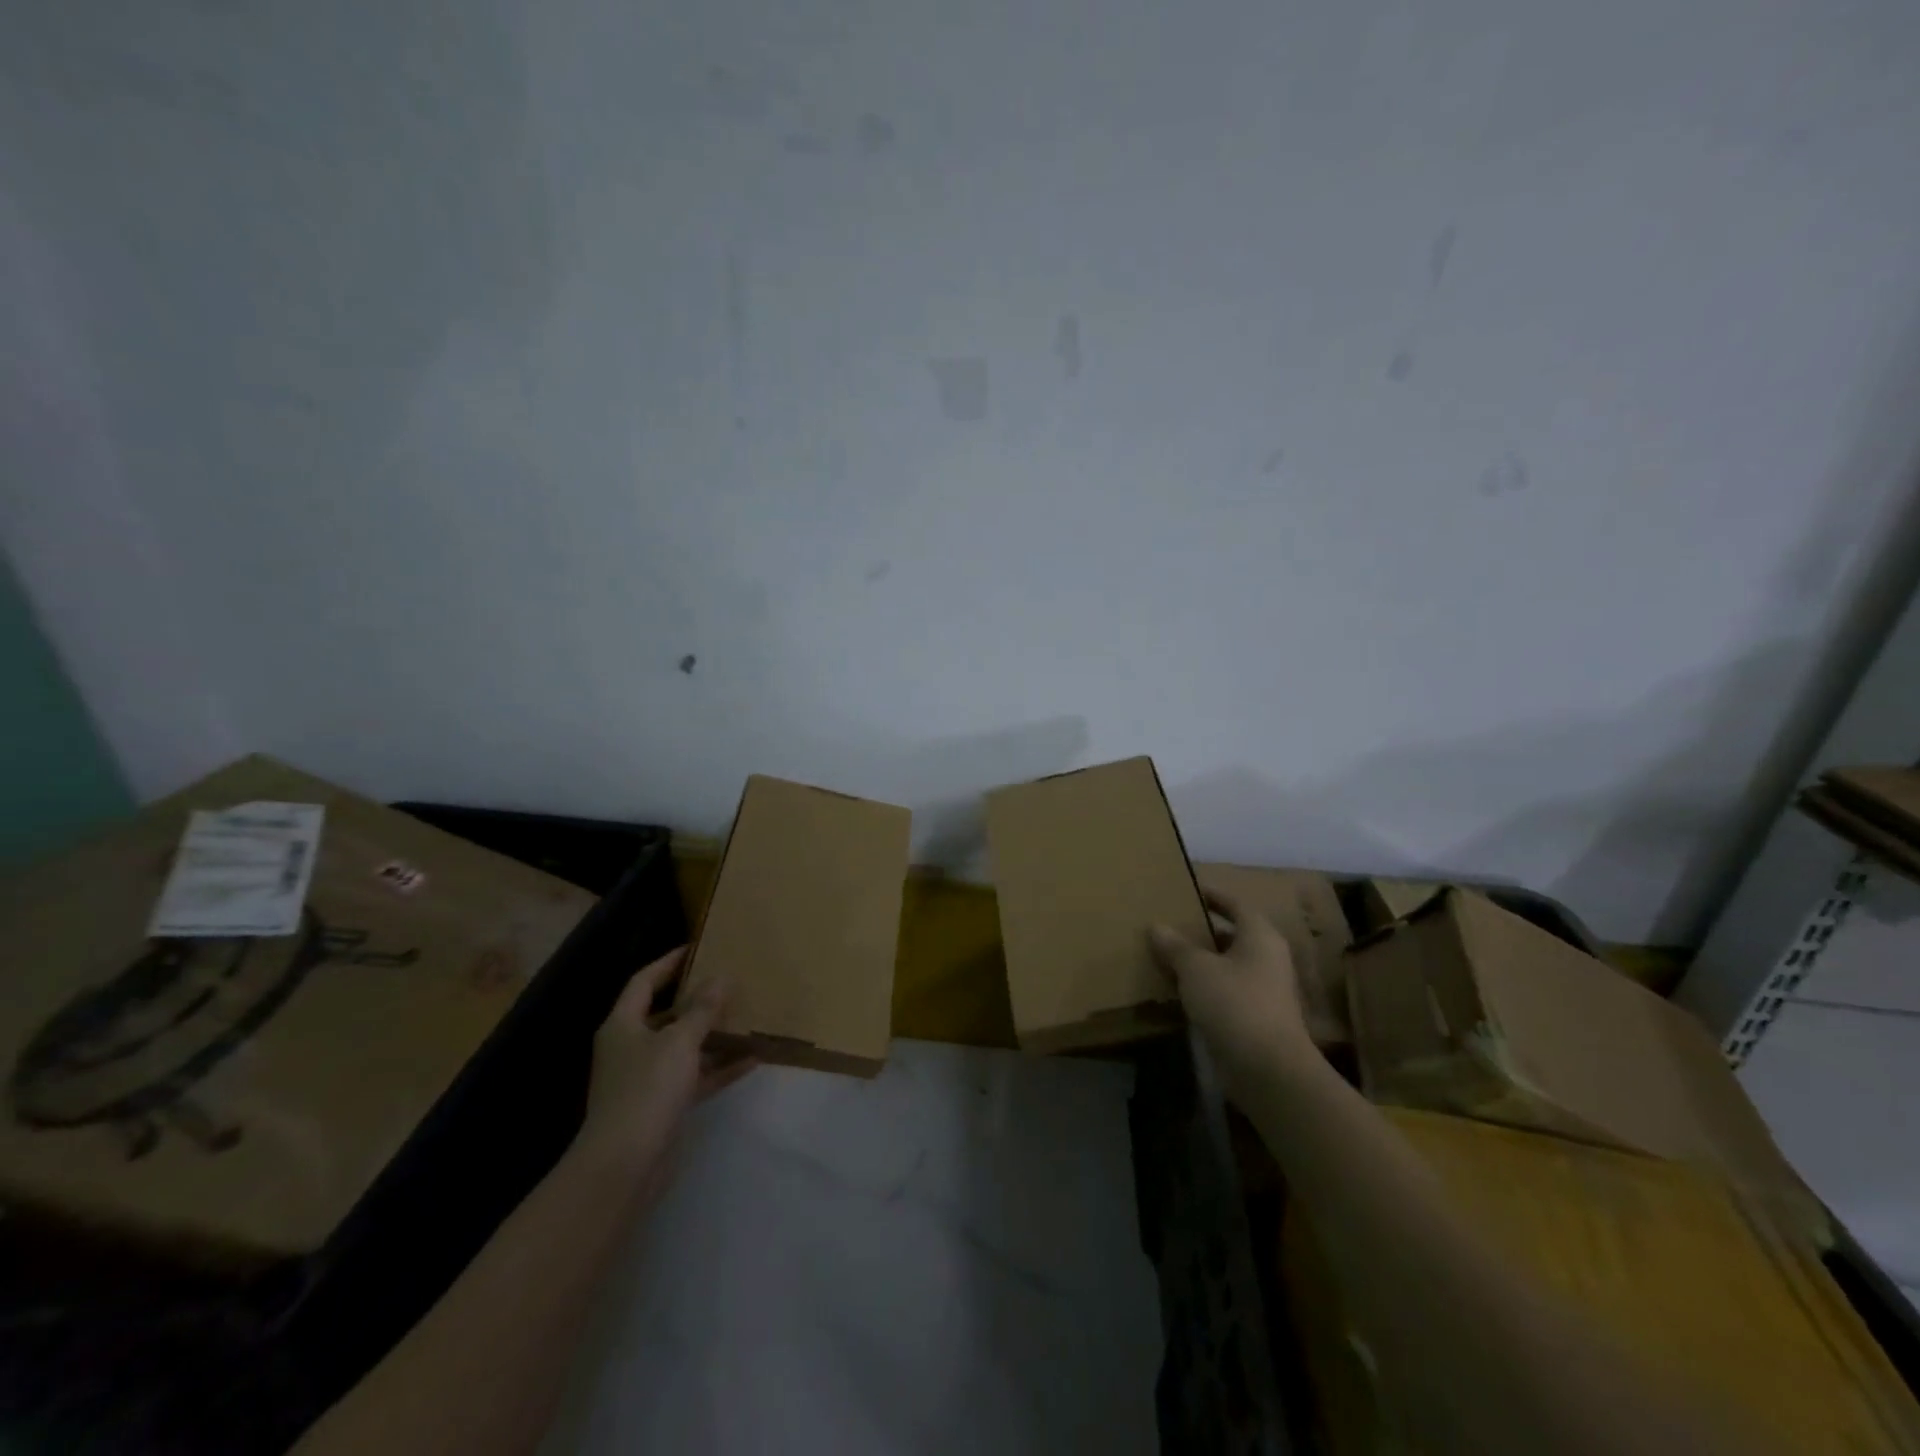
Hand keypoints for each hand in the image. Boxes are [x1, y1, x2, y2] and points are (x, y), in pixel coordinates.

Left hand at [570, 948, 755, 1204]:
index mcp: (623, 1025)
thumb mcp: (679, 1041)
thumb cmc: (646, 1090)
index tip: (697, 948)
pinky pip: (695, 1076)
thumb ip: (702, 1009)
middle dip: (698, 1000)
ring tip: (748, 1018)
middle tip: (730, 982)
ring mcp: (646, 1079)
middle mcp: (631, 1048)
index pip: (643, 982)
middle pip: (666, 1014)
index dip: (668, 963)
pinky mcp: (662, 1106)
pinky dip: (719, 1067)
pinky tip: (752, 1059)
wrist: (624, 1165)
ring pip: (684, 1047)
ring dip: (714, 1035)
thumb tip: (721, 977)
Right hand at [1149, 887, 1319, 1093]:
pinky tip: (1180, 991)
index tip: (1189, 890)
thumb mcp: (1196, 969)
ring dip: (1203, 960)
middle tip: (1171, 923)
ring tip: (1168, 955)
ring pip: (1229, 965)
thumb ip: (1175, 945)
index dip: (1213, 895)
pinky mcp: (1256, 1018)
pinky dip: (1206, 987)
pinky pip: (1227, 991)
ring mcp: (1265, 991)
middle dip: (1203, 930)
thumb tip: (1156, 926)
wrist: (1268, 1069)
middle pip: (1233, 935)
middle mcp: (1268, 958)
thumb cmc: (1234, 1004)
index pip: (1236, 904)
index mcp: (1260, 936)